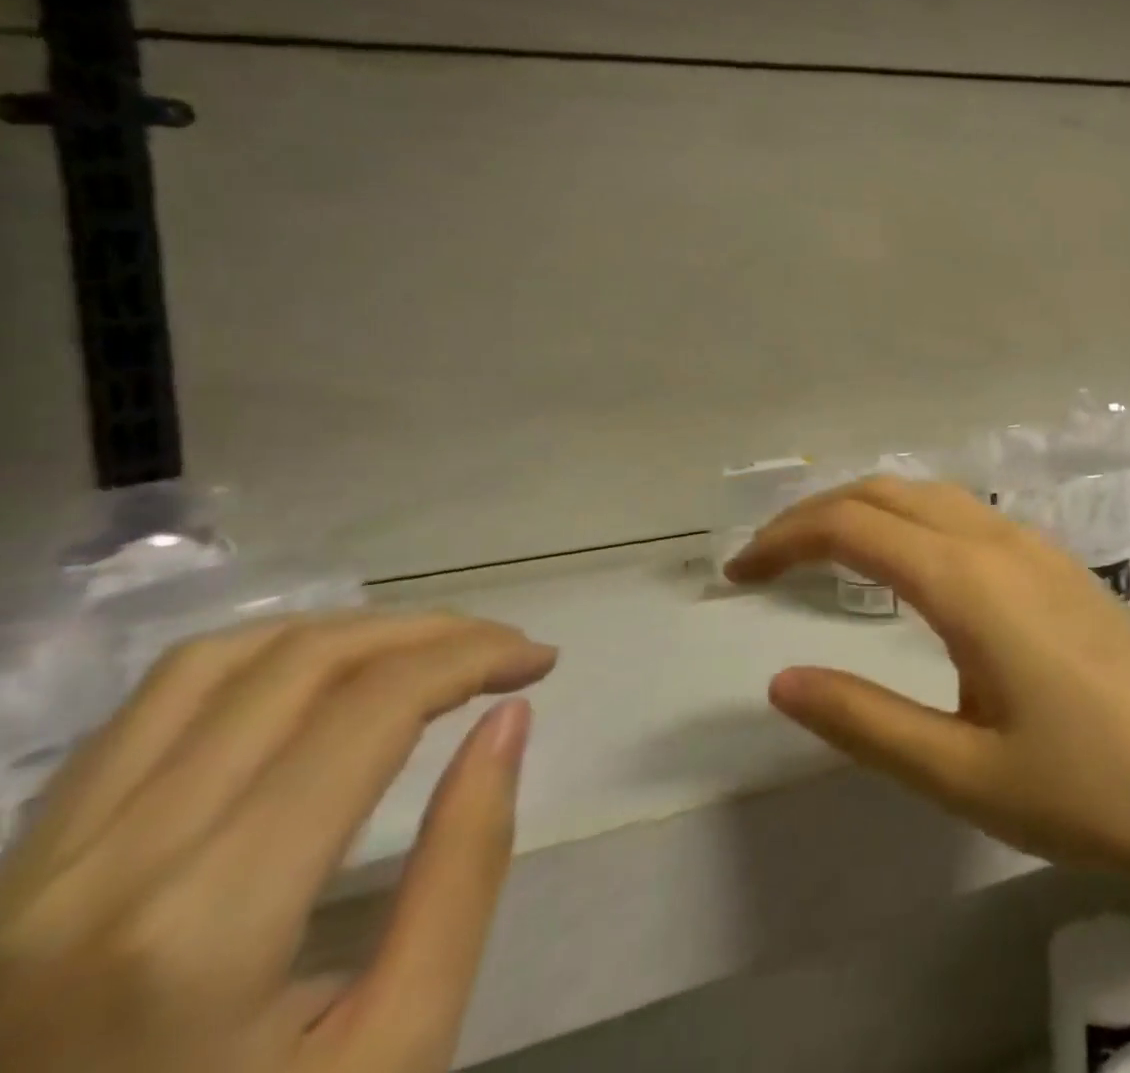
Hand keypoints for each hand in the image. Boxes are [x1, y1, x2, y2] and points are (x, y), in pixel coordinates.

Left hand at [0, 612, 556, 1072]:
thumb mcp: (398, 1044)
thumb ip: (464, 868)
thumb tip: (509, 718)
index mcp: (205, 924)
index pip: (371, 708)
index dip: (476, 655)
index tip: (542, 659)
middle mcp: (102, 869)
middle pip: (299, 664)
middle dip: (429, 633)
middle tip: (502, 649)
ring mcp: (31, 869)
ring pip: (212, 664)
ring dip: (345, 632)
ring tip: (421, 653)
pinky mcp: (13, 872)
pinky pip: (147, 712)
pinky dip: (259, 663)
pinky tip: (319, 684)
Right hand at [727, 477, 1129, 890]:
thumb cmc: (1091, 788)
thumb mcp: (963, 775)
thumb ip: (866, 722)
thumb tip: (781, 681)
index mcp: (968, 582)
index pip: (853, 526)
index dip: (784, 538)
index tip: (736, 573)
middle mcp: (999, 541)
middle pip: (887, 492)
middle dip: (815, 513)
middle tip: (764, 561)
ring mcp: (1036, 546)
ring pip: (930, 495)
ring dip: (866, 509)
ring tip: (820, 555)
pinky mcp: (1058, 564)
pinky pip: (966, 514)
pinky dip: (911, 519)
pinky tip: (906, 566)